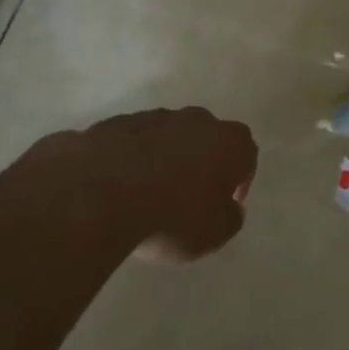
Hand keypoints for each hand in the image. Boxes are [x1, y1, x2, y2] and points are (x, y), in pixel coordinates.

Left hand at [20, 108, 257, 262]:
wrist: (102, 192)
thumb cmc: (173, 215)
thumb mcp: (215, 232)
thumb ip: (230, 218)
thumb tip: (230, 208)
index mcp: (230, 142)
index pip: (247, 156)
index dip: (239, 182)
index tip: (225, 205)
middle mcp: (198, 121)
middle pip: (208, 140)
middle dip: (202, 164)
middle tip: (189, 197)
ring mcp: (155, 117)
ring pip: (169, 138)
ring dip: (165, 160)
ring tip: (148, 195)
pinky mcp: (117, 122)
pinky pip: (134, 143)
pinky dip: (133, 160)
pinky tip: (119, 188)